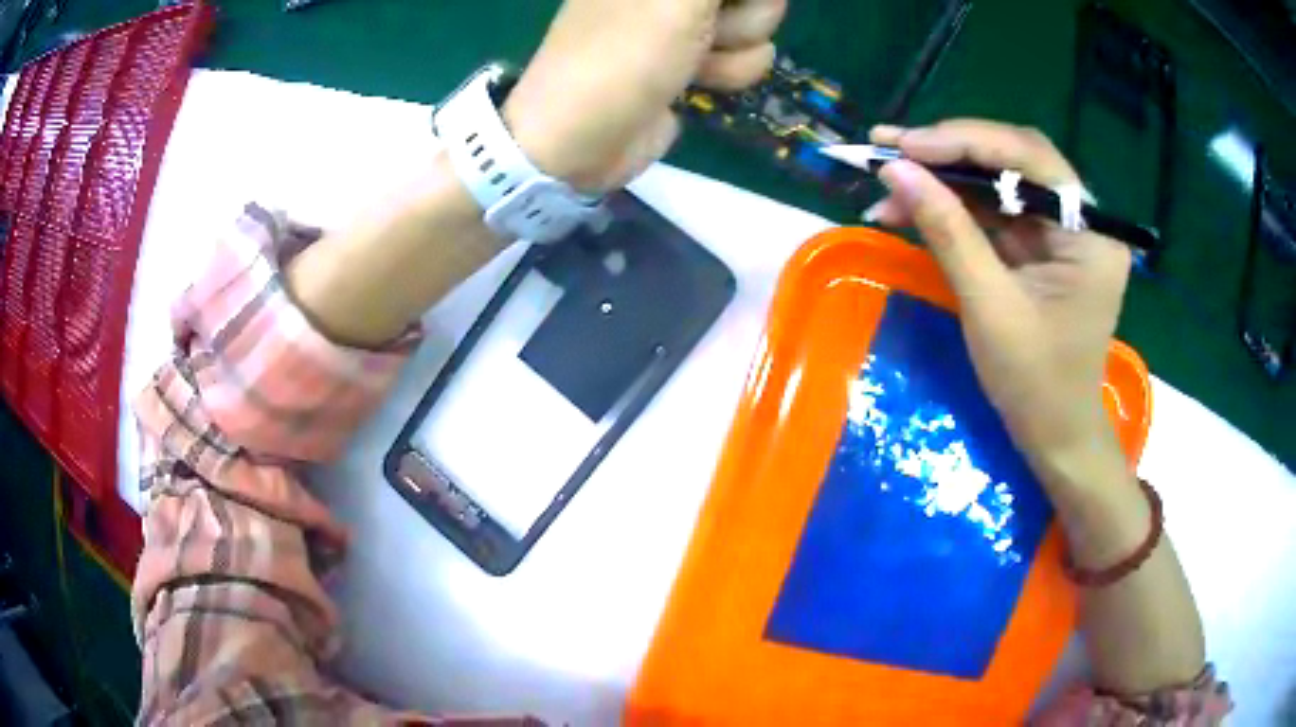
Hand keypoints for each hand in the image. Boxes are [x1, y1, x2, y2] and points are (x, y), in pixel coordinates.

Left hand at [504, 0, 786, 193]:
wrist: (580, 137)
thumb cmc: (625, 54)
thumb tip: (725, 1)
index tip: (722, 8)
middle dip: (747, 15)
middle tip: (707, 31)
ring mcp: (684, 17)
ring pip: (756, 21)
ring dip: (737, 47)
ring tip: (696, 62)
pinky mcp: (694, 53)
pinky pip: (745, 52)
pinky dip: (730, 70)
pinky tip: (698, 81)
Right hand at [865, 120, 1132, 474]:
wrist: (1056, 437)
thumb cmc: (1035, 385)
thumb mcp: (989, 307)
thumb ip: (948, 231)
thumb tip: (894, 170)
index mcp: (1089, 233)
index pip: (1028, 157)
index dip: (964, 142)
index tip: (904, 145)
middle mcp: (1081, 219)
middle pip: (1014, 160)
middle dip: (950, 152)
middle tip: (888, 147)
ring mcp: (1062, 232)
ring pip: (999, 182)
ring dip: (944, 181)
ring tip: (887, 183)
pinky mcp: (1042, 247)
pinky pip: (996, 212)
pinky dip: (954, 209)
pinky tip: (912, 209)